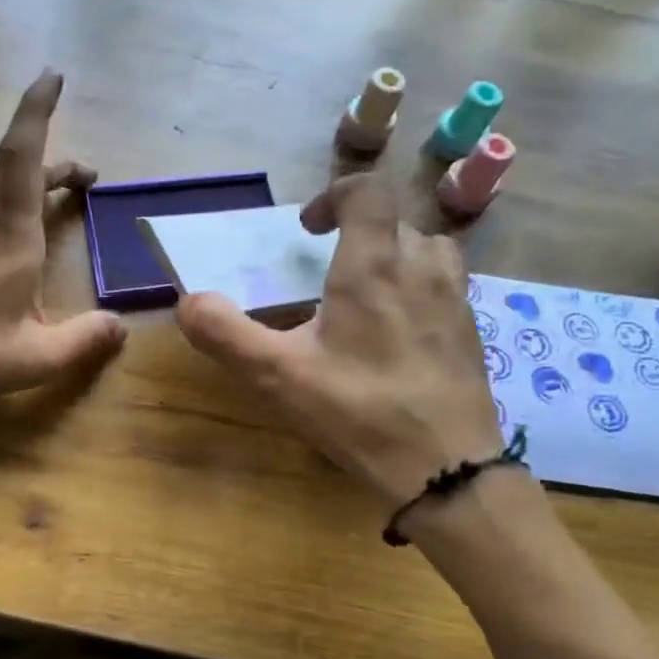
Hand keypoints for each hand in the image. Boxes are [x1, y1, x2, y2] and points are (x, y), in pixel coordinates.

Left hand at [0, 69, 126, 407]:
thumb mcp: (38, 358)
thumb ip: (84, 339)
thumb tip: (120, 327)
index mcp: (10, 239)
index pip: (22, 158)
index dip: (36, 112)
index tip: (53, 76)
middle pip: (0, 161)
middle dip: (41, 156)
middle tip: (75, 180)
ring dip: (13, 175)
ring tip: (41, 200)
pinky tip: (3, 241)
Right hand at [176, 173, 502, 506]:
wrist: (446, 468)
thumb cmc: (358, 412)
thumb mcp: (278, 376)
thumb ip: (226, 334)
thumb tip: (187, 302)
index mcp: (373, 265)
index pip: (367, 190)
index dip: (334, 196)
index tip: (308, 230)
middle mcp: (421, 267)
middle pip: (395, 220)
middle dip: (358, 232)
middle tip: (327, 270)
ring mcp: (455, 299)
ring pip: (428, 248)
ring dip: (395, 254)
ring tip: (368, 293)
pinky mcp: (471, 331)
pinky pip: (446, 285)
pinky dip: (419, 288)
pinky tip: (398, 334)